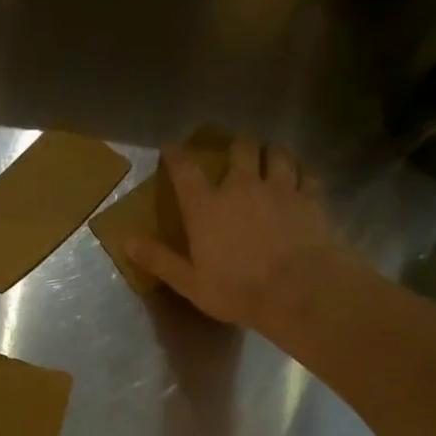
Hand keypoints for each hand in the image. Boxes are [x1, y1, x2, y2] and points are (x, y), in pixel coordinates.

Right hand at [126, 139, 353, 335]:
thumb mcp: (188, 282)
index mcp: (206, 206)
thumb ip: (158, 259)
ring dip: (270, 151)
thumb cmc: (236, 290)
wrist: (297, 290)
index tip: (171, 148)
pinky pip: (307, 172)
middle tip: (235, 151)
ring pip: (277, 152)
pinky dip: (301, 171)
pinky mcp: (311, 197)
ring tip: (270, 157)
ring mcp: (279, 188)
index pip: (185, 168)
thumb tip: (124, 240)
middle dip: (235, 145)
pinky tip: (301, 177)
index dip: (176, 154)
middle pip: (239, 148)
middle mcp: (241, 186)